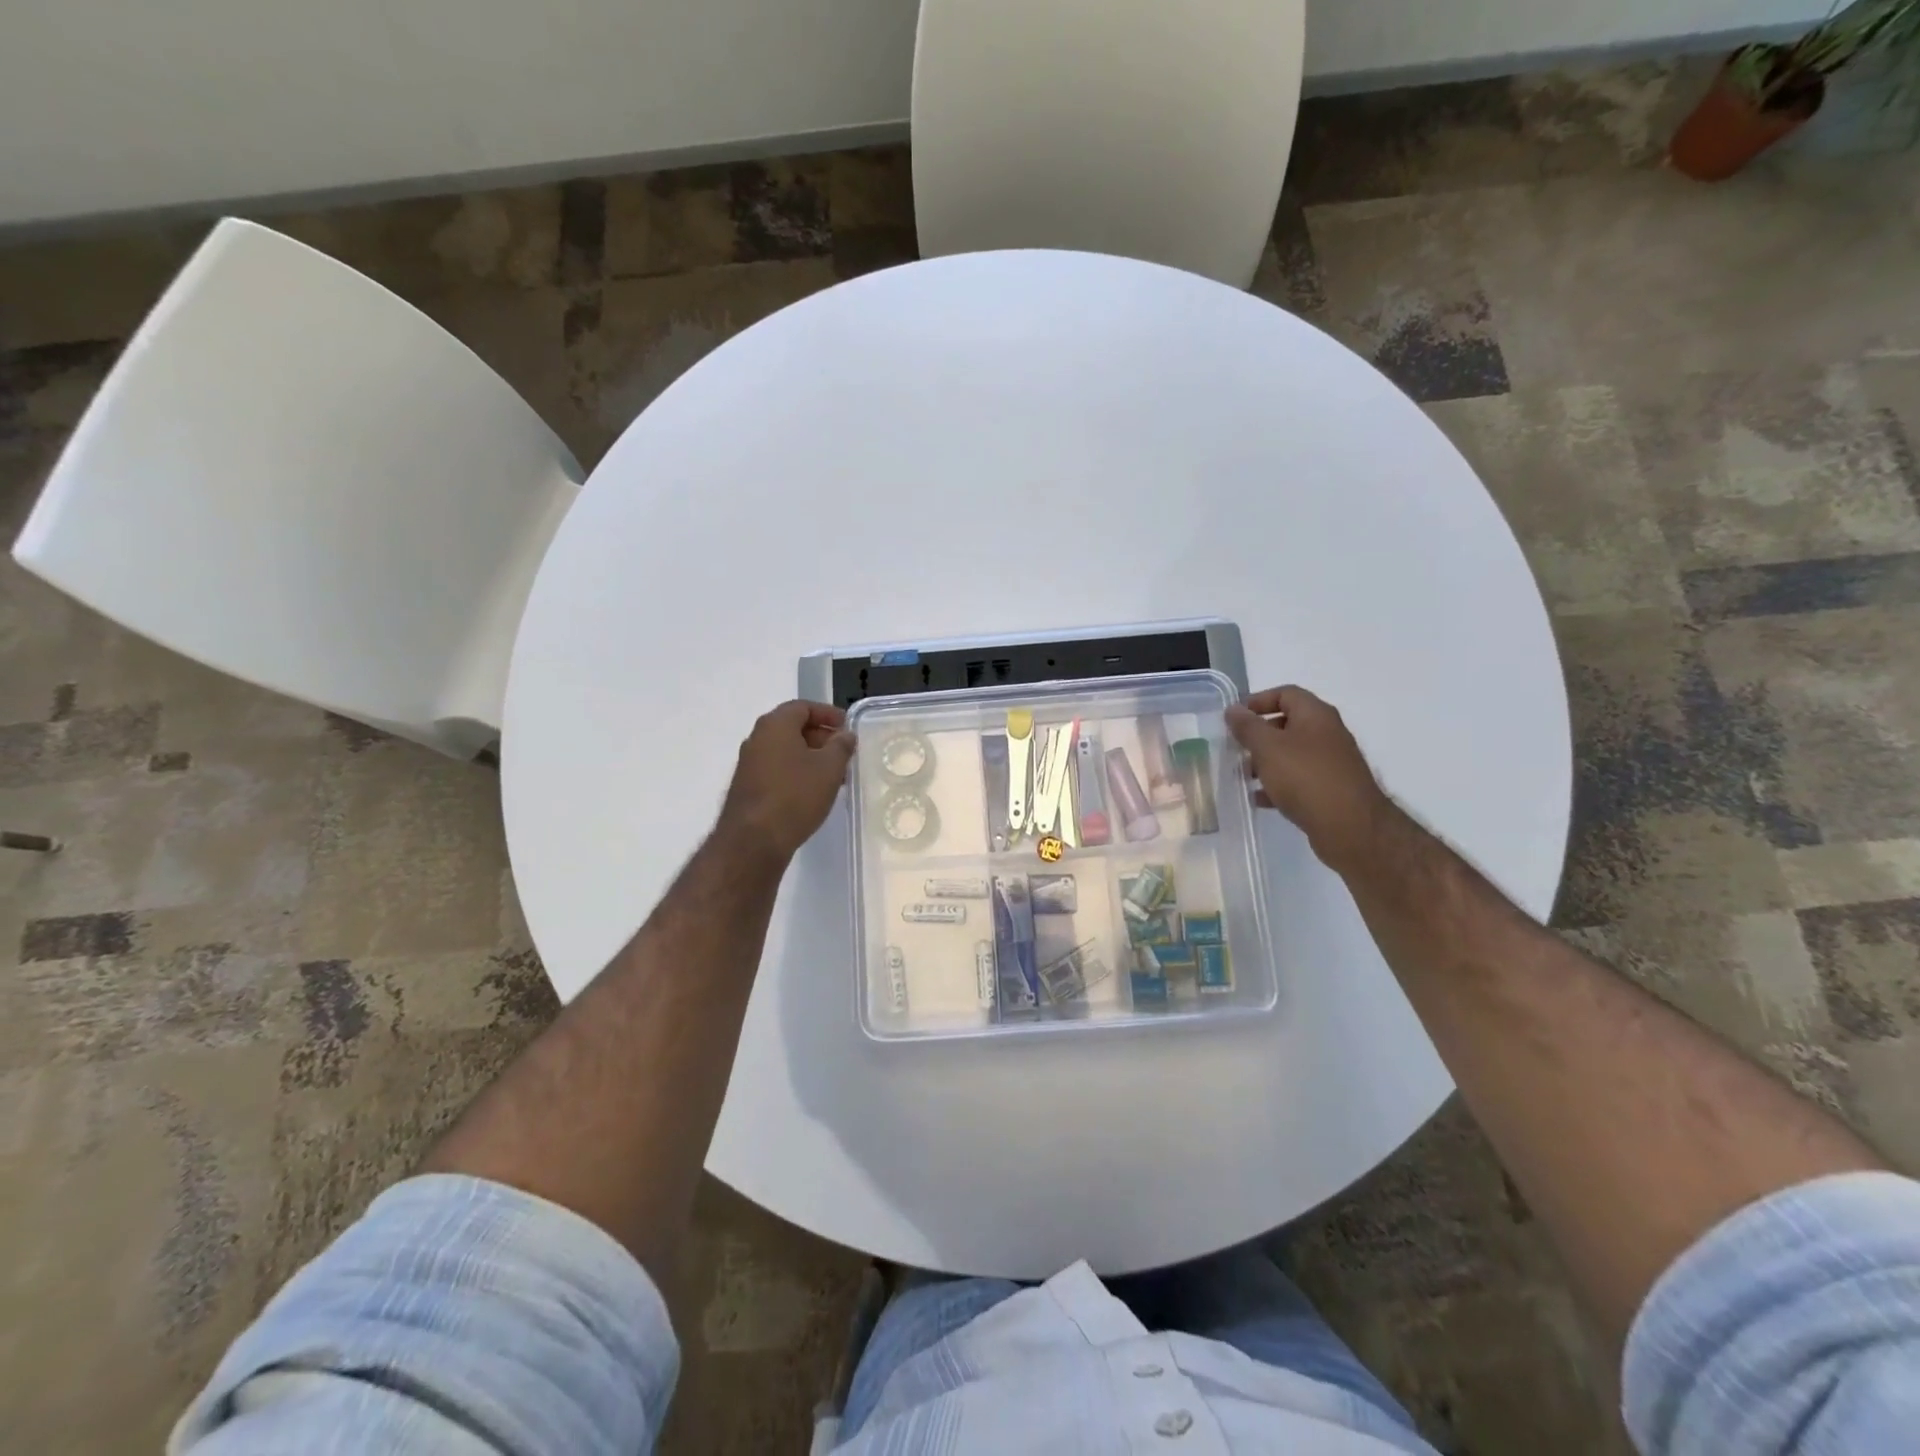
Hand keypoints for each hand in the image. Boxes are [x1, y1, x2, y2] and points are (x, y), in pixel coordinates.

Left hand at [718, 700, 857, 860]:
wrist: (754, 841)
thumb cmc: (795, 795)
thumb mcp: (829, 768)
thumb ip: (841, 746)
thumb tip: (845, 735)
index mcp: (775, 725)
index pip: (803, 707)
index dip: (828, 714)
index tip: (847, 727)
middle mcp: (757, 739)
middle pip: (793, 727)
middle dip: (821, 737)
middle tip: (844, 753)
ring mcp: (749, 764)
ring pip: (785, 751)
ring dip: (811, 757)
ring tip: (835, 775)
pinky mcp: (747, 787)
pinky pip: (777, 769)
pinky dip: (797, 773)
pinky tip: (813, 792)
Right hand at [1225, 687, 1392, 874]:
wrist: (1350, 827)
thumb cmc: (1305, 777)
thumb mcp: (1267, 747)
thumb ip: (1247, 727)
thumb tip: (1233, 709)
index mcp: (1315, 715)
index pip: (1285, 693)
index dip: (1258, 701)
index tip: (1234, 718)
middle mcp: (1327, 733)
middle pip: (1288, 724)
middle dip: (1259, 735)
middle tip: (1236, 748)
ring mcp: (1331, 763)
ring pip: (1291, 754)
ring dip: (1265, 761)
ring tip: (1243, 776)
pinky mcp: (1331, 789)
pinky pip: (1299, 779)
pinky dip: (1278, 784)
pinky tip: (1259, 798)